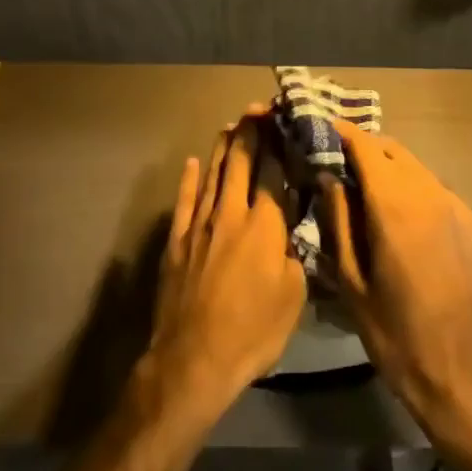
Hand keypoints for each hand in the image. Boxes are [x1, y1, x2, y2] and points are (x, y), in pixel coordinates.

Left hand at [144, 110, 306, 419]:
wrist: (194, 360)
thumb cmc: (253, 332)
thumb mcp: (293, 296)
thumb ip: (294, 253)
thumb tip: (291, 229)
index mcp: (264, 225)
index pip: (273, 172)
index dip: (279, 143)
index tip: (284, 121)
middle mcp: (232, 213)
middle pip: (241, 163)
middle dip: (251, 133)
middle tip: (257, 110)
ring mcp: (200, 224)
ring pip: (213, 174)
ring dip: (223, 148)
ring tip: (231, 126)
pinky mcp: (177, 241)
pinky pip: (184, 201)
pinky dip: (188, 180)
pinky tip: (191, 163)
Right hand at [320, 119, 471, 445]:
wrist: (467, 379)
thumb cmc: (397, 336)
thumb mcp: (352, 283)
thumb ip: (338, 222)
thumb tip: (329, 178)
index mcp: (395, 207)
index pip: (367, 147)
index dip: (345, 134)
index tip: (327, 130)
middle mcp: (432, 196)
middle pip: (396, 152)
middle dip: (369, 151)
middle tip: (347, 166)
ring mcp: (462, 211)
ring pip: (422, 174)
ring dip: (397, 175)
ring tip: (377, 200)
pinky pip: (445, 200)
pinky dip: (423, 201)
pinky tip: (415, 234)